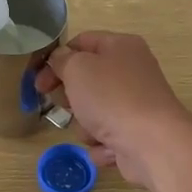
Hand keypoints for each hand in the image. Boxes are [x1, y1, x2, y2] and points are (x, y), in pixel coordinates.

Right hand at [37, 31, 191, 187]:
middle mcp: (132, 72)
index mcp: (121, 46)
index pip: (81, 43)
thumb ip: (62, 60)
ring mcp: (136, 105)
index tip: (39, 81)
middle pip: (87, 80)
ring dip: (85, 125)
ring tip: (94, 131)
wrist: (153, 143)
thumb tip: (60, 60)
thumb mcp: (77, 68)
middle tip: (65, 105)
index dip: (56, 60)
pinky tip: (109, 148)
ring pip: (94, 112)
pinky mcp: (137, 134)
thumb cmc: (111, 97)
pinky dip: (103, 144)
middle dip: (71, 97)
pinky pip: (106, 137)